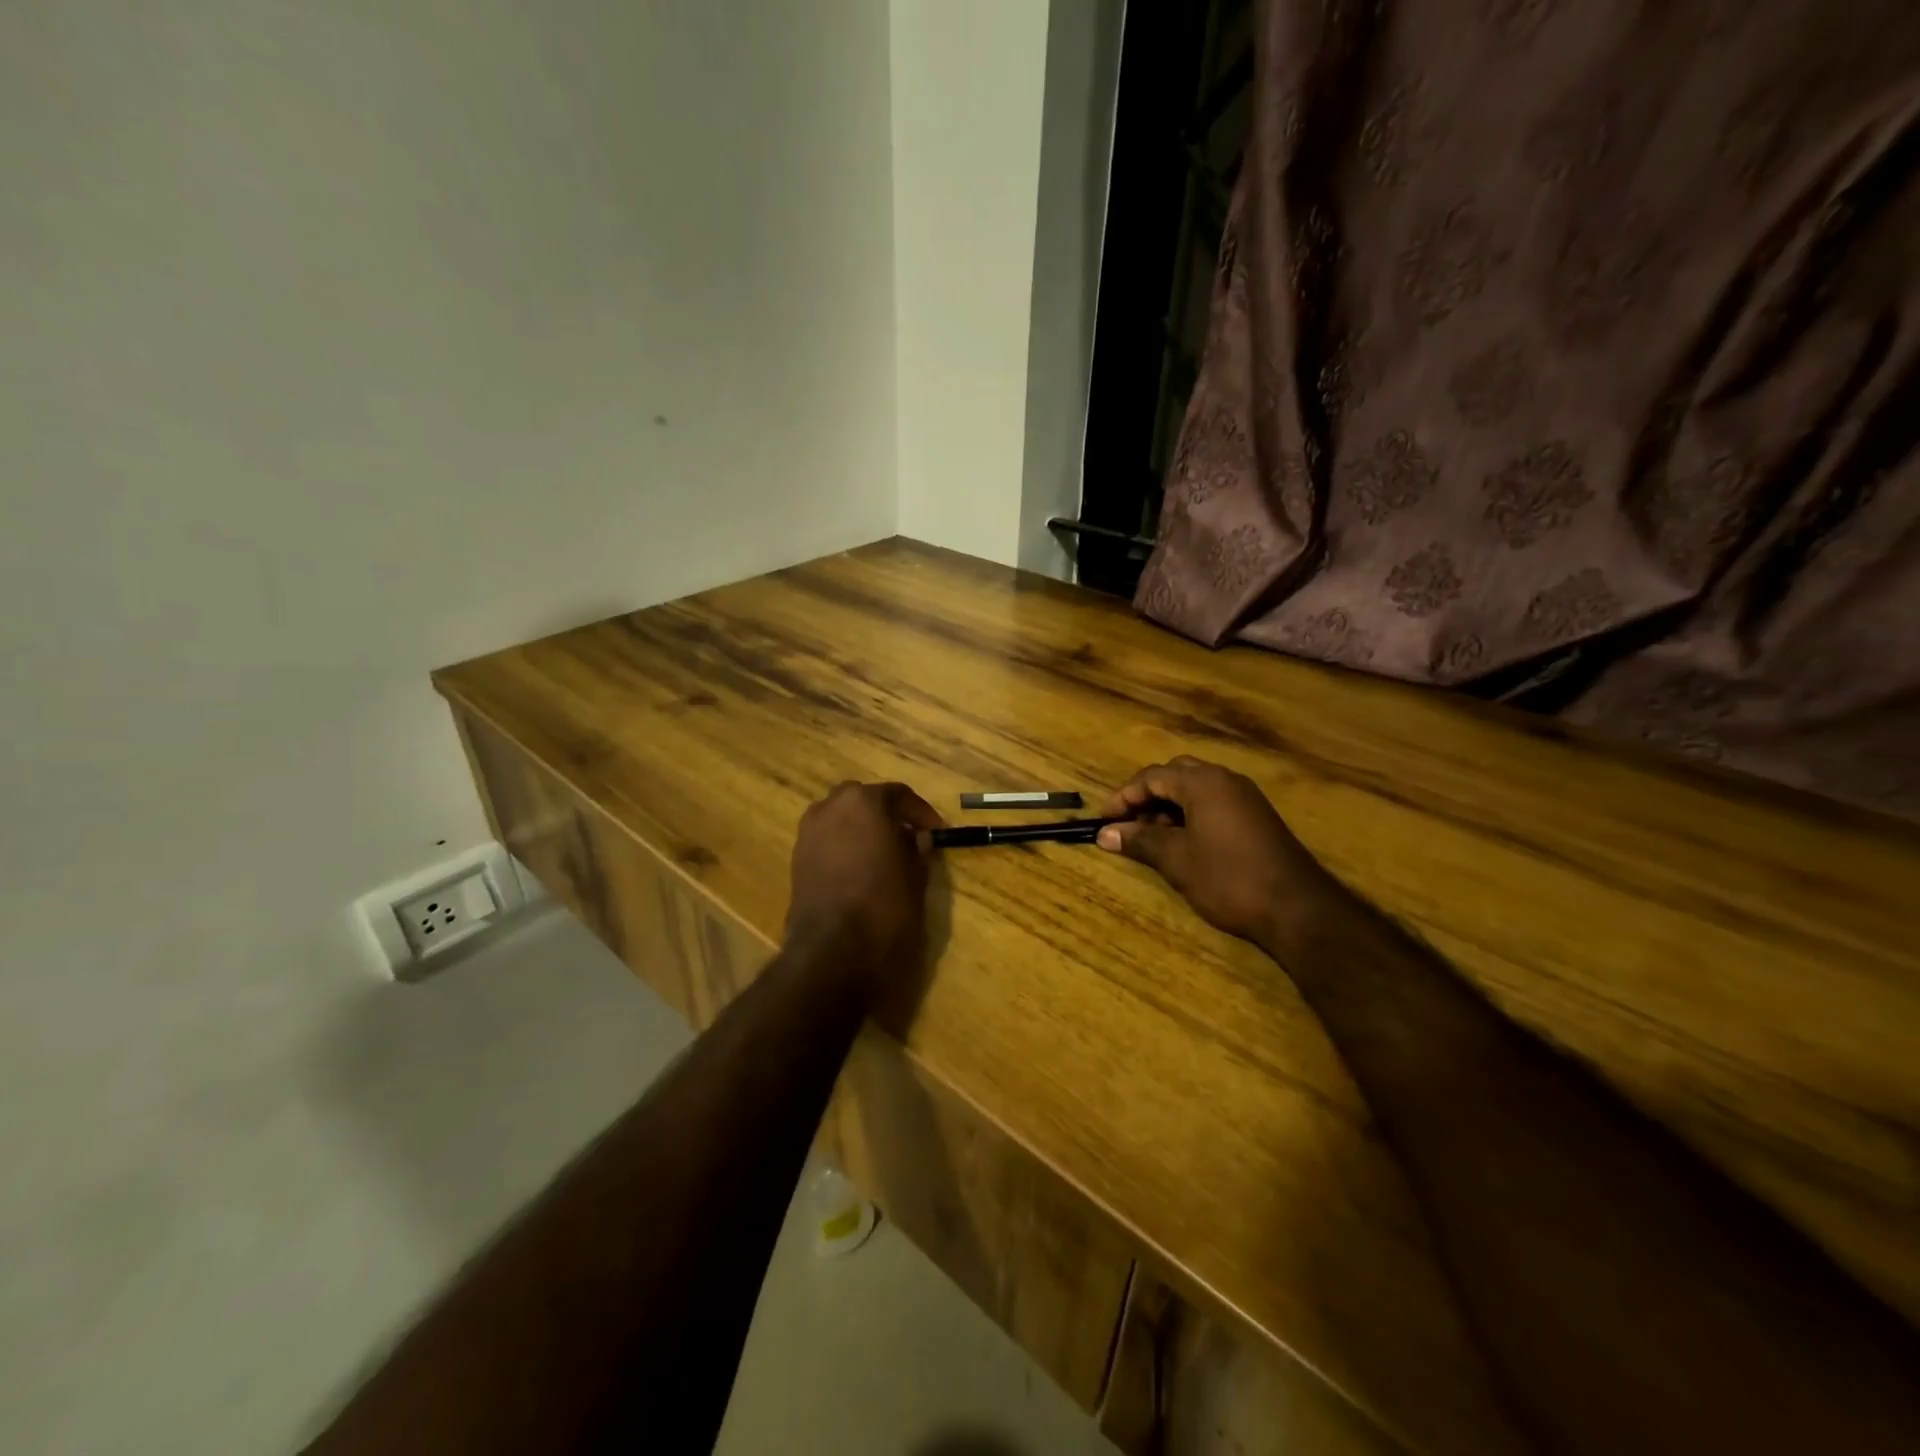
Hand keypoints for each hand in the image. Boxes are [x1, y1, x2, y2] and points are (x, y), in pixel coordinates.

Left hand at [786, 781, 943, 1007]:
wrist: (832, 950)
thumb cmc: (884, 906)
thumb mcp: (916, 877)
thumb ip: (918, 850)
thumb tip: (918, 838)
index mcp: (863, 801)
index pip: (898, 794)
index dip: (921, 813)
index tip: (936, 831)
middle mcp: (830, 807)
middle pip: (864, 800)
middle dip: (886, 815)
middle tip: (908, 837)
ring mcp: (809, 832)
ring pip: (841, 819)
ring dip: (862, 829)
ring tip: (884, 855)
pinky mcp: (797, 859)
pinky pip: (827, 840)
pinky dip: (844, 846)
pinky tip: (860, 870)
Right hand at [1097, 757, 1338, 948]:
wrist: (1297, 908)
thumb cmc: (1228, 878)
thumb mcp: (1176, 859)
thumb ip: (1139, 840)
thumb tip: (1105, 834)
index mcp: (1203, 782)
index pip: (1152, 776)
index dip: (1124, 797)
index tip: (1104, 821)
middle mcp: (1225, 780)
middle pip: (1174, 775)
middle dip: (1146, 798)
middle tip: (1127, 824)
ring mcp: (1244, 798)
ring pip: (1195, 790)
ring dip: (1168, 808)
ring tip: (1150, 839)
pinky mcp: (1256, 818)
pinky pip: (1213, 804)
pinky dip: (1190, 816)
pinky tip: (1182, 844)